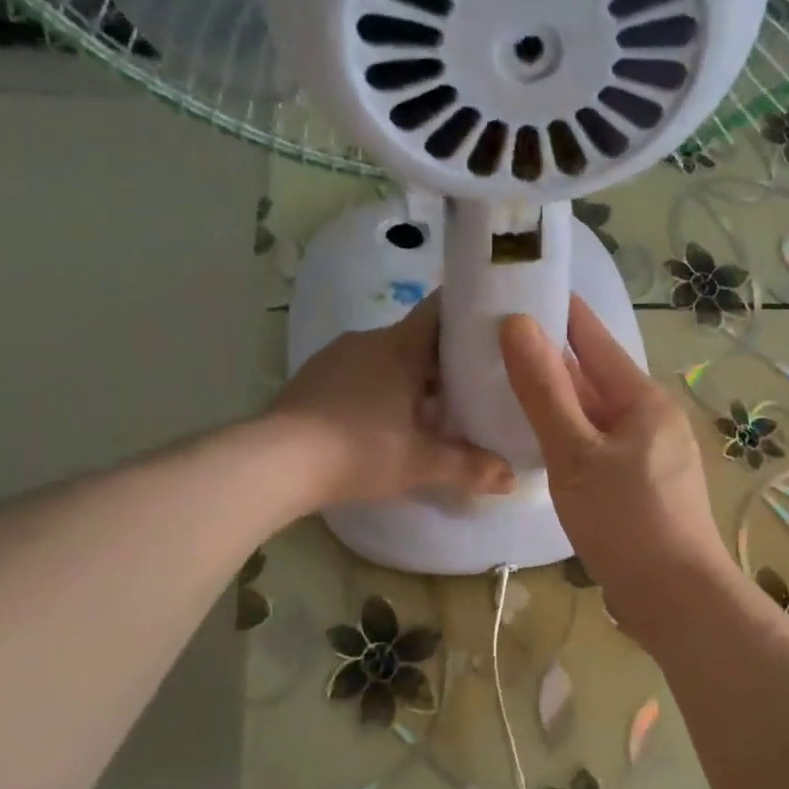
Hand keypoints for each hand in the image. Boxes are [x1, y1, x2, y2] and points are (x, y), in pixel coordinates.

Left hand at [269, 293, 514, 508]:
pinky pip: (360, 373)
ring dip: (411, 378)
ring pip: (388, 358)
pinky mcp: (313, 378)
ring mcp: (336, 357)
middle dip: (446, 361)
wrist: (275, 462)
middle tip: (474, 387)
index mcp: (400, 346)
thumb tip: (513, 479)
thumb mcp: (421, 463)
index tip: (494, 328)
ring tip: (433, 411)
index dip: (470, 314)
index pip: (441, 310)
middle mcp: (368, 340)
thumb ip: (470, 467)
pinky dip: (380, 390)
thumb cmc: (359, 450)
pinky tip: (385, 423)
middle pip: (418, 339)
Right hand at [500, 295, 733, 641]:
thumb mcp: (576, 453)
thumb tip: (517, 323)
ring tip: (502, 386)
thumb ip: (544, 390)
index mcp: (643, 400)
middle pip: (593, 378)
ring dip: (555, 402)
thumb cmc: (626, 520)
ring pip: (593, 417)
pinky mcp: (640, 489)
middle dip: (548, 359)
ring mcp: (649, 456)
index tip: (516, 288)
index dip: (557, 311)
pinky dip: (567, 439)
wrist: (675, 599)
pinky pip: (597, 448)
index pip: (594, 339)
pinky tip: (535, 444)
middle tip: (491, 341)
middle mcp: (651, 419)